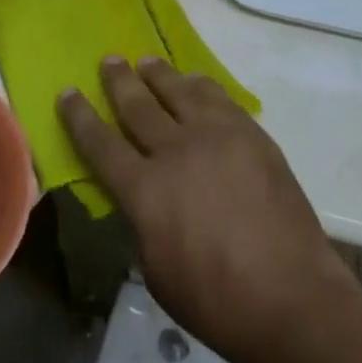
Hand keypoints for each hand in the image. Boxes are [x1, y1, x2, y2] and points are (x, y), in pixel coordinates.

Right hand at [58, 57, 361, 362]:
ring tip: (146, 62)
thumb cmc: (218, 302)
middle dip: (118, 80)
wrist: (294, 299)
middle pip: (137, 104)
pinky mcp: (250, 134)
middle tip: (108, 60)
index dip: (79, 116)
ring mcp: (215, 137)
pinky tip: (195, 83)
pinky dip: (200, 85)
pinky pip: (217, 98)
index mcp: (144, 190)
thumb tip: (141, 199)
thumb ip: (142, 223)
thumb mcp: (157, 271)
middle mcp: (174, 151)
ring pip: (177, 90)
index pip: (100, 143)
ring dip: (158, 74)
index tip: (67, 92)